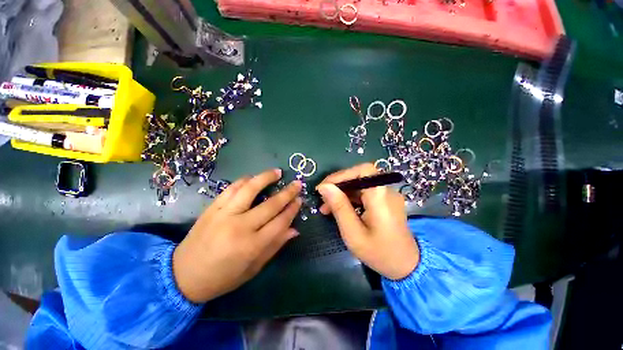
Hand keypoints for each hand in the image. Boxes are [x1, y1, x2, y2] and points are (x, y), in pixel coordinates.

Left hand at [173, 169, 301, 302]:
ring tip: (277, 172)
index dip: (292, 210)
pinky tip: (253, 177)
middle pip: (270, 204)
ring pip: (250, 189)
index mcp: (252, 246)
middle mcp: (240, 226)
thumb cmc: (222, 277)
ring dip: (266, 178)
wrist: (182, 276)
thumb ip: (275, 246)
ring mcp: (224, 214)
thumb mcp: (253, 268)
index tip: (300, 200)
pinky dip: (244, 180)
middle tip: (297, 183)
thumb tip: (294, 230)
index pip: (280, 222)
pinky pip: (231, 188)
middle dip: (287, 192)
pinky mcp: (212, 208)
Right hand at [316, 163, 418, 279]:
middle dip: (338, 185)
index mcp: (381, 197)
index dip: (342, 174)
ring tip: (326, 207)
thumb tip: (324, 187)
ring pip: (359, 184)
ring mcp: (386, 195)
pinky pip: (364, 192)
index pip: (362, 170)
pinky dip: (349, 197)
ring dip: (342, 192)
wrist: (406, 266)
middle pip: (359, 176)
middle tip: (322, 199)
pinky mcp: (384, 201)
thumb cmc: (379, 253)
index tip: (324, 187)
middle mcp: (386, 191)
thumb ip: (339, 207)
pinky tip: (339, 208)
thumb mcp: (353, 233)